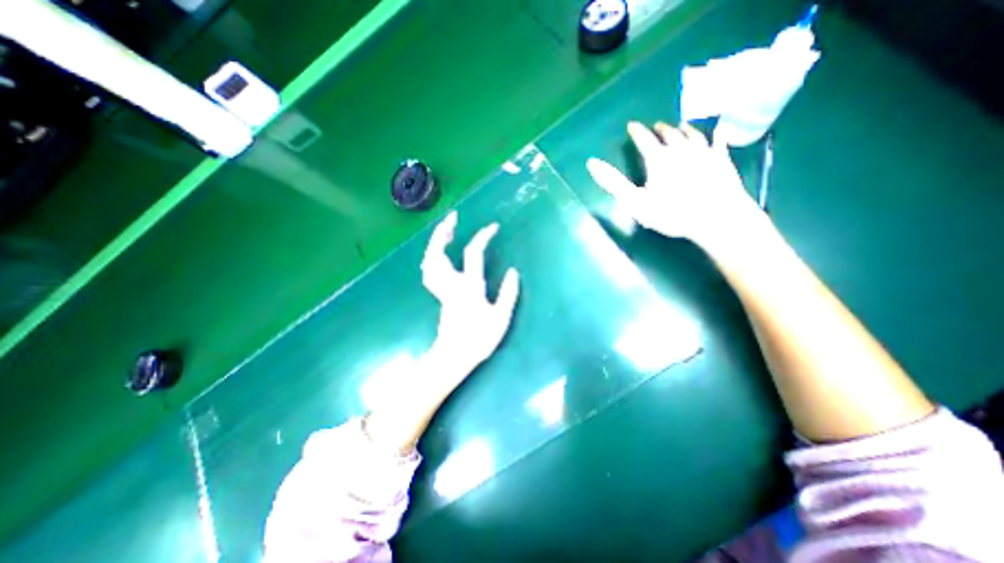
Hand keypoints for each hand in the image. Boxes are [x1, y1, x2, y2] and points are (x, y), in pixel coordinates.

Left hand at [420, 212, 520, 374]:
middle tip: (452, 218)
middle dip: (443, 232)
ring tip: (445, 232)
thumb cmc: (478, 339)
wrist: (454, 357)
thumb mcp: (500, 319)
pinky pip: (430, 272)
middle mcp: (451, 285)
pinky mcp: (439, 295)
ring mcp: (442, 290)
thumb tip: (513, 271)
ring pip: (430, 262)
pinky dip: (432, 258)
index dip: (482, 237)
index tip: (493, 227)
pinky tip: (439, 255)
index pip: (473, 254)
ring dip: (435, 243)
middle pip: (438, 253)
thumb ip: (508, 294)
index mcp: (469, 288)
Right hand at [586, 121, 766, 250]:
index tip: (632, 125)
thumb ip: (613, 182)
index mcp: (658, 159)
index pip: (644, 140)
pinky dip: (718, 133)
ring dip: (684, 129)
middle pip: (669, 135)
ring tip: (680, 126)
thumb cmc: (670, 213)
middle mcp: (680, 150)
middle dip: (661, 130)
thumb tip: (591, 163)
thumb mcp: (634, 201)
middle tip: (656, 126)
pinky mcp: (722, 161)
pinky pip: (719, 142)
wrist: (715, 217)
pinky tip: (720, 127)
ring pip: (692, 135)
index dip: (637, 132)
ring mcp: (704, 153)